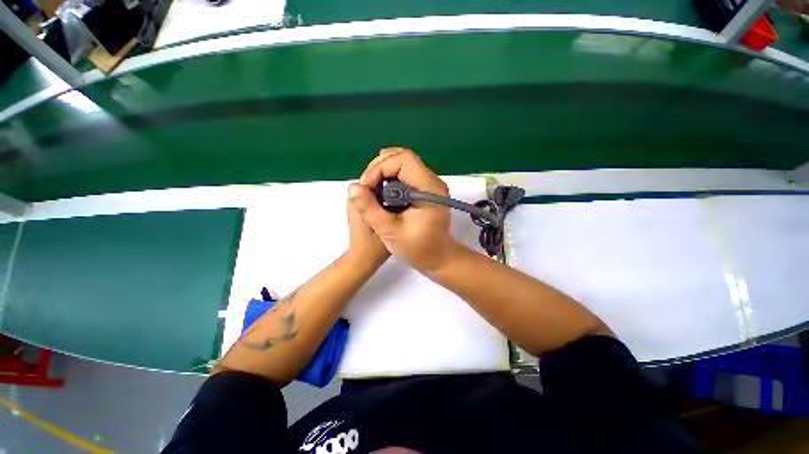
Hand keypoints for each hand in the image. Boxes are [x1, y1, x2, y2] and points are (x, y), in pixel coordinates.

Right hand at [348, 147, 462, 271]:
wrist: (437, 257)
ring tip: (370, 186)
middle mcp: (433, 181)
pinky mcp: (425, 188)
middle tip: (365, 186)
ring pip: (403, 162)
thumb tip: (353, 187)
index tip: (365, 187)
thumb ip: (371, 210)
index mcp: (430, 189)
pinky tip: (379, 186)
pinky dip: (389, 175)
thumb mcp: (390, 232)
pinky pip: (405, 172)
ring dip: (382, 170)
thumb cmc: (417, 249)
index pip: (404, 160)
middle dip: (379, 167)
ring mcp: (430, 183)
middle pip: (403, 157)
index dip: (380, 169)